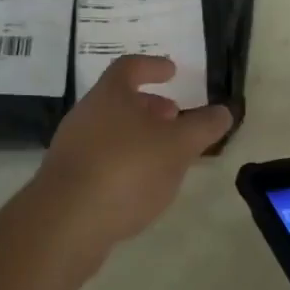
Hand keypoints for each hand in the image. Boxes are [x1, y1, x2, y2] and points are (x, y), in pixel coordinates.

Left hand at [34, 56, 233, 255]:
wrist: (65, 224)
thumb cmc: (125, 169)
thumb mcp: (177, 146)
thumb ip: (203, 127)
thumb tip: (224, 111)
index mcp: (110, 95)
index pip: (130, 67)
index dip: (153, 66)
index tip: (172, 71)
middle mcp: (86, 114)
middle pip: (119, 100)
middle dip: (149, 106)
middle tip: (174, 116)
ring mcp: (72, 149)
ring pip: (110, 131)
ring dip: (138, 136)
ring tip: (164, 155)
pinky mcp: (67, 182)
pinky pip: (101, 161)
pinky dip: (124, 163)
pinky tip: (140, 187)